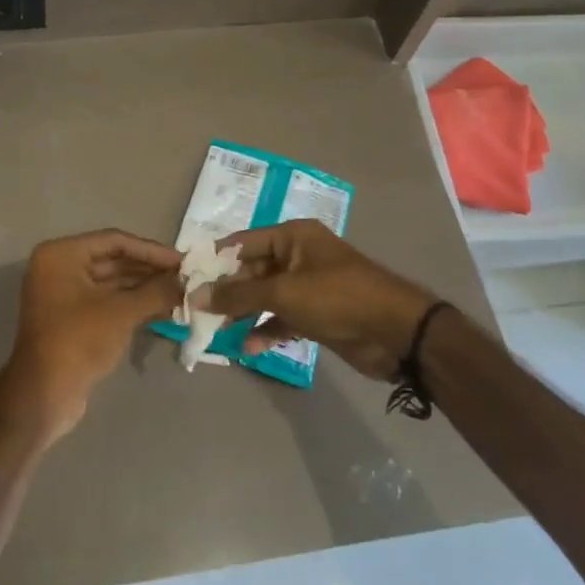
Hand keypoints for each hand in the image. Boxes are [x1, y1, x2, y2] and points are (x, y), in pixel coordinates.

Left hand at [0, 229, 182, 441]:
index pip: (114, 241)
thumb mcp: (122, 312)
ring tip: (180, 294)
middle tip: (185, 278)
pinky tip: (162, 309)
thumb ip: (156, 291)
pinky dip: (132, 304)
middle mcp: (59, 267)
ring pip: (112, 283)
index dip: (151, 251)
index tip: (182, 261)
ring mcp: (64, 294)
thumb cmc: (79, 341)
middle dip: (149, 270)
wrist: (44, 396)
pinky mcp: (71, 319)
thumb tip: (187, 282)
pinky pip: (106, 302)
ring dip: (144, 288)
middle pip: (113, 260)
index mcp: (62, 254)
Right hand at [201, 220, 439, 380]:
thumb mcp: (283, 293)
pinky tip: (248, 348)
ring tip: (218, 332)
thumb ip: (238, 295)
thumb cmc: (337, 297)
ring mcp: (308, 287)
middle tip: (199, 313)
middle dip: (228, 293)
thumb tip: (197, 295)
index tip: (188, 280)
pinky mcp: (317, 315)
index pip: (242, 243)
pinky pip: (282, 318)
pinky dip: (266, 330)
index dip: (215, 261)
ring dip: (244, 314)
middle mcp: (298, 256)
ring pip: (265, 297)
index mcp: (292, 237)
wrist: (395, 332)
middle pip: (252, 271)